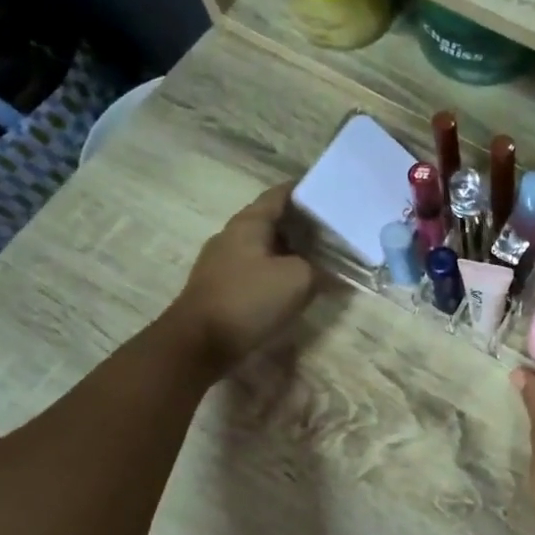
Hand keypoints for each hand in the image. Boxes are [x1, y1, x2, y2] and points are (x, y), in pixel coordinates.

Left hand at [172, 183, 314, 370]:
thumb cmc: (249, 300)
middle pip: (273, 220)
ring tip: (323, 256)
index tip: (332, 192)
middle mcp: (233, 236)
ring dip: (292, 250)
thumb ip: (319, 269)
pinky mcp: (223, 288)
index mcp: (249, 223)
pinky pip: (258, 270)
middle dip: (303, 224)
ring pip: (266, 247)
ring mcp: (224, 263)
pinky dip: (279, 270)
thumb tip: (331, 272)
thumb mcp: (298, 280)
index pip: (280, 195)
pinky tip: (297, 284)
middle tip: (335, 228)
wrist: (199, 344)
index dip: (306, 190)